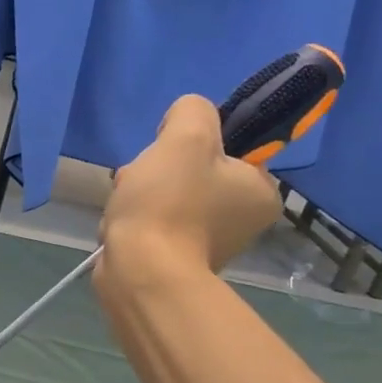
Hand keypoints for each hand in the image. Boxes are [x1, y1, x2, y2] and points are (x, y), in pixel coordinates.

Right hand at [97, 94, 282, 295]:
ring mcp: (209, 242)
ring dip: (140, 192)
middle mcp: (243, 219)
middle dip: (157, 169)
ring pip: (168, 195)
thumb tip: (182, 122)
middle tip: (141, 179)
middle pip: (192, 171)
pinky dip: (135, 218)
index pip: (227, 148)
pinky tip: (121, 223)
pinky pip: (155, 222)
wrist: (140, 272)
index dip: (190, 143)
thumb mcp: (186, 137)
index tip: (168, 154)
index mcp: (260, 191)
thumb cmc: (169, 203)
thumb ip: (193, 110)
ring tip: (126, 203)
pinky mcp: (177, 258)